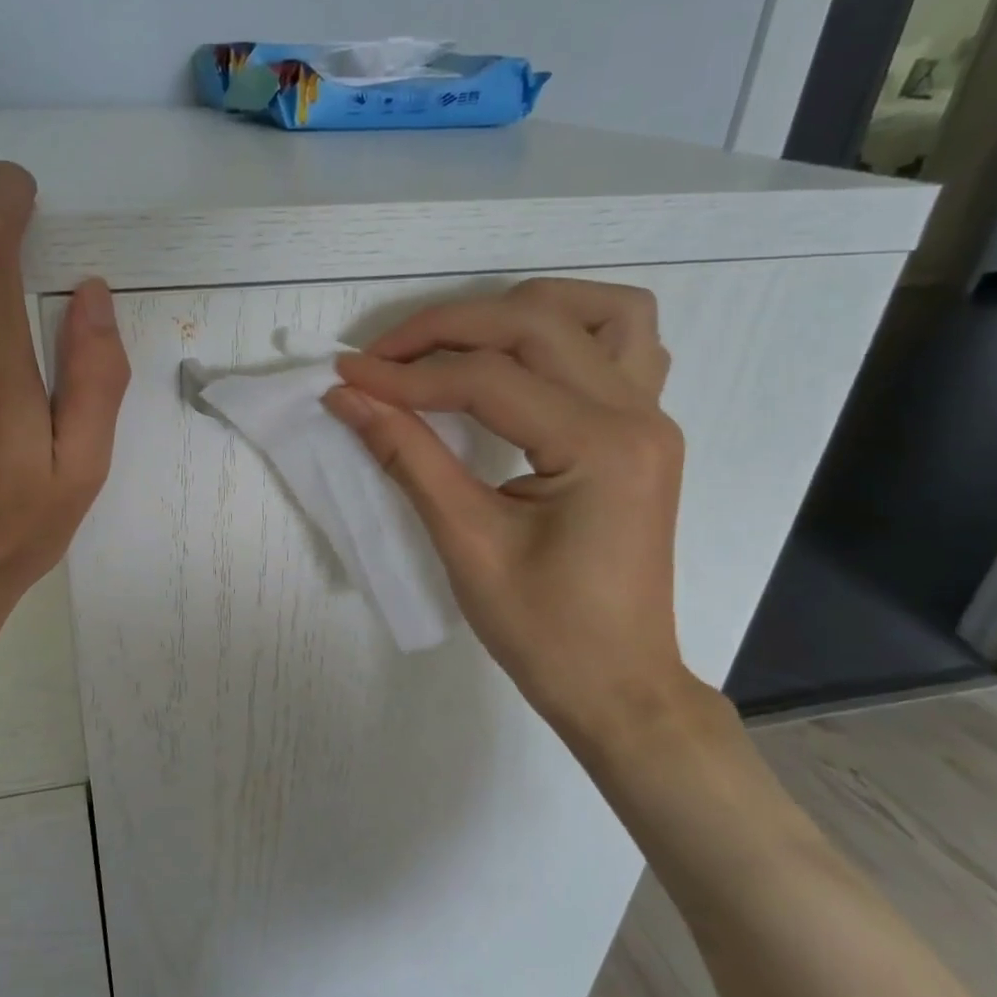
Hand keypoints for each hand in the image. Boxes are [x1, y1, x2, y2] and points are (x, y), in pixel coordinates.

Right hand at [323, 279, 698, 758]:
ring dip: (519, 311)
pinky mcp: (644, 430)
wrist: (617, 684)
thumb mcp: (465, 542)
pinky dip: (568, 332)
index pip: (486, 380)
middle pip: (534, 325)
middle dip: (446, 330)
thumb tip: (347, 398)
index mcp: (600, 446)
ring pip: (597, 312)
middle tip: (380, 359)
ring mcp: (652, 416)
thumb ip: (406, 456)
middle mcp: (638, 413)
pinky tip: (523, 359)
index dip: (406, 375)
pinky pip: (622, 345)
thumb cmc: (544, 631)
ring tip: (457, 342)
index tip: (345, 376)